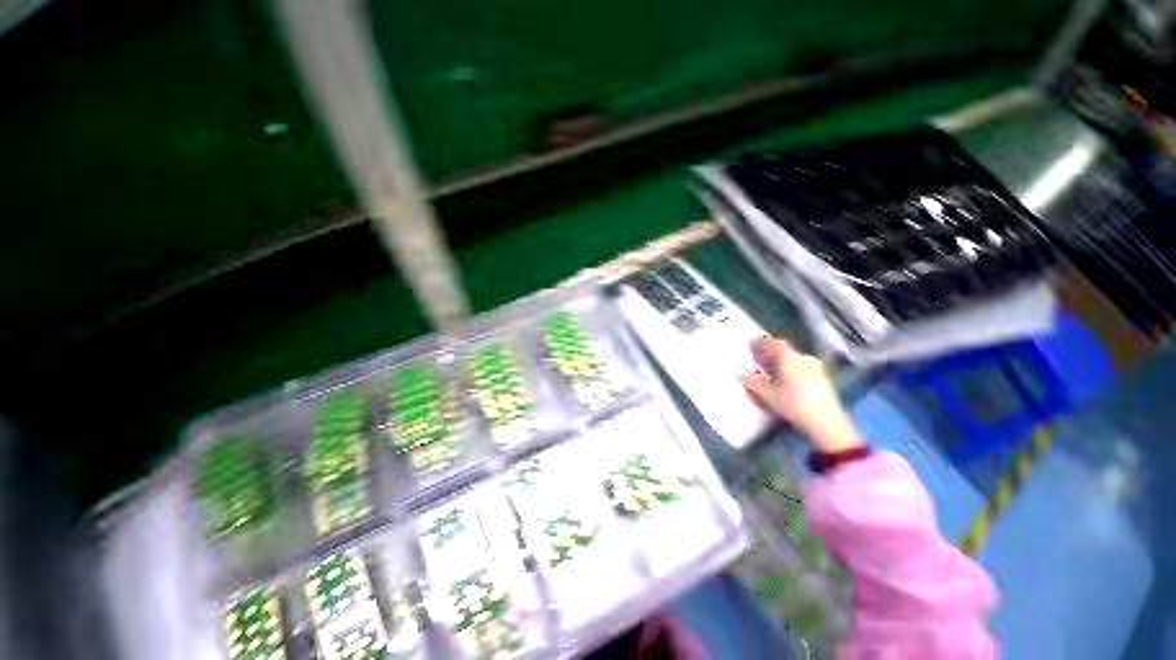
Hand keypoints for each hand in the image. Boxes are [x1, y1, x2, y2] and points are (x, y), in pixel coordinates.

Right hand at [738, 336, 862, 453]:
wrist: (827, 422)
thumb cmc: (793, 404)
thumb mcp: (767, 394)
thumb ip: (751, 381)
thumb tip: (739, 373)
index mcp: (787, 357)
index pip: (771, 342)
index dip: (759, 342)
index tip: (750, 345)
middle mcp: (802, 357)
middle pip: (782, 348)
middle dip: (769, 351)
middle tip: (758, 358)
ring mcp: (814, 366)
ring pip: (792, 357)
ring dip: (780, 360)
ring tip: (770, 370)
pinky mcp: (822, 376)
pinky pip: (801, 365)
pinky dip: (790, 367)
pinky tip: (786, 379)